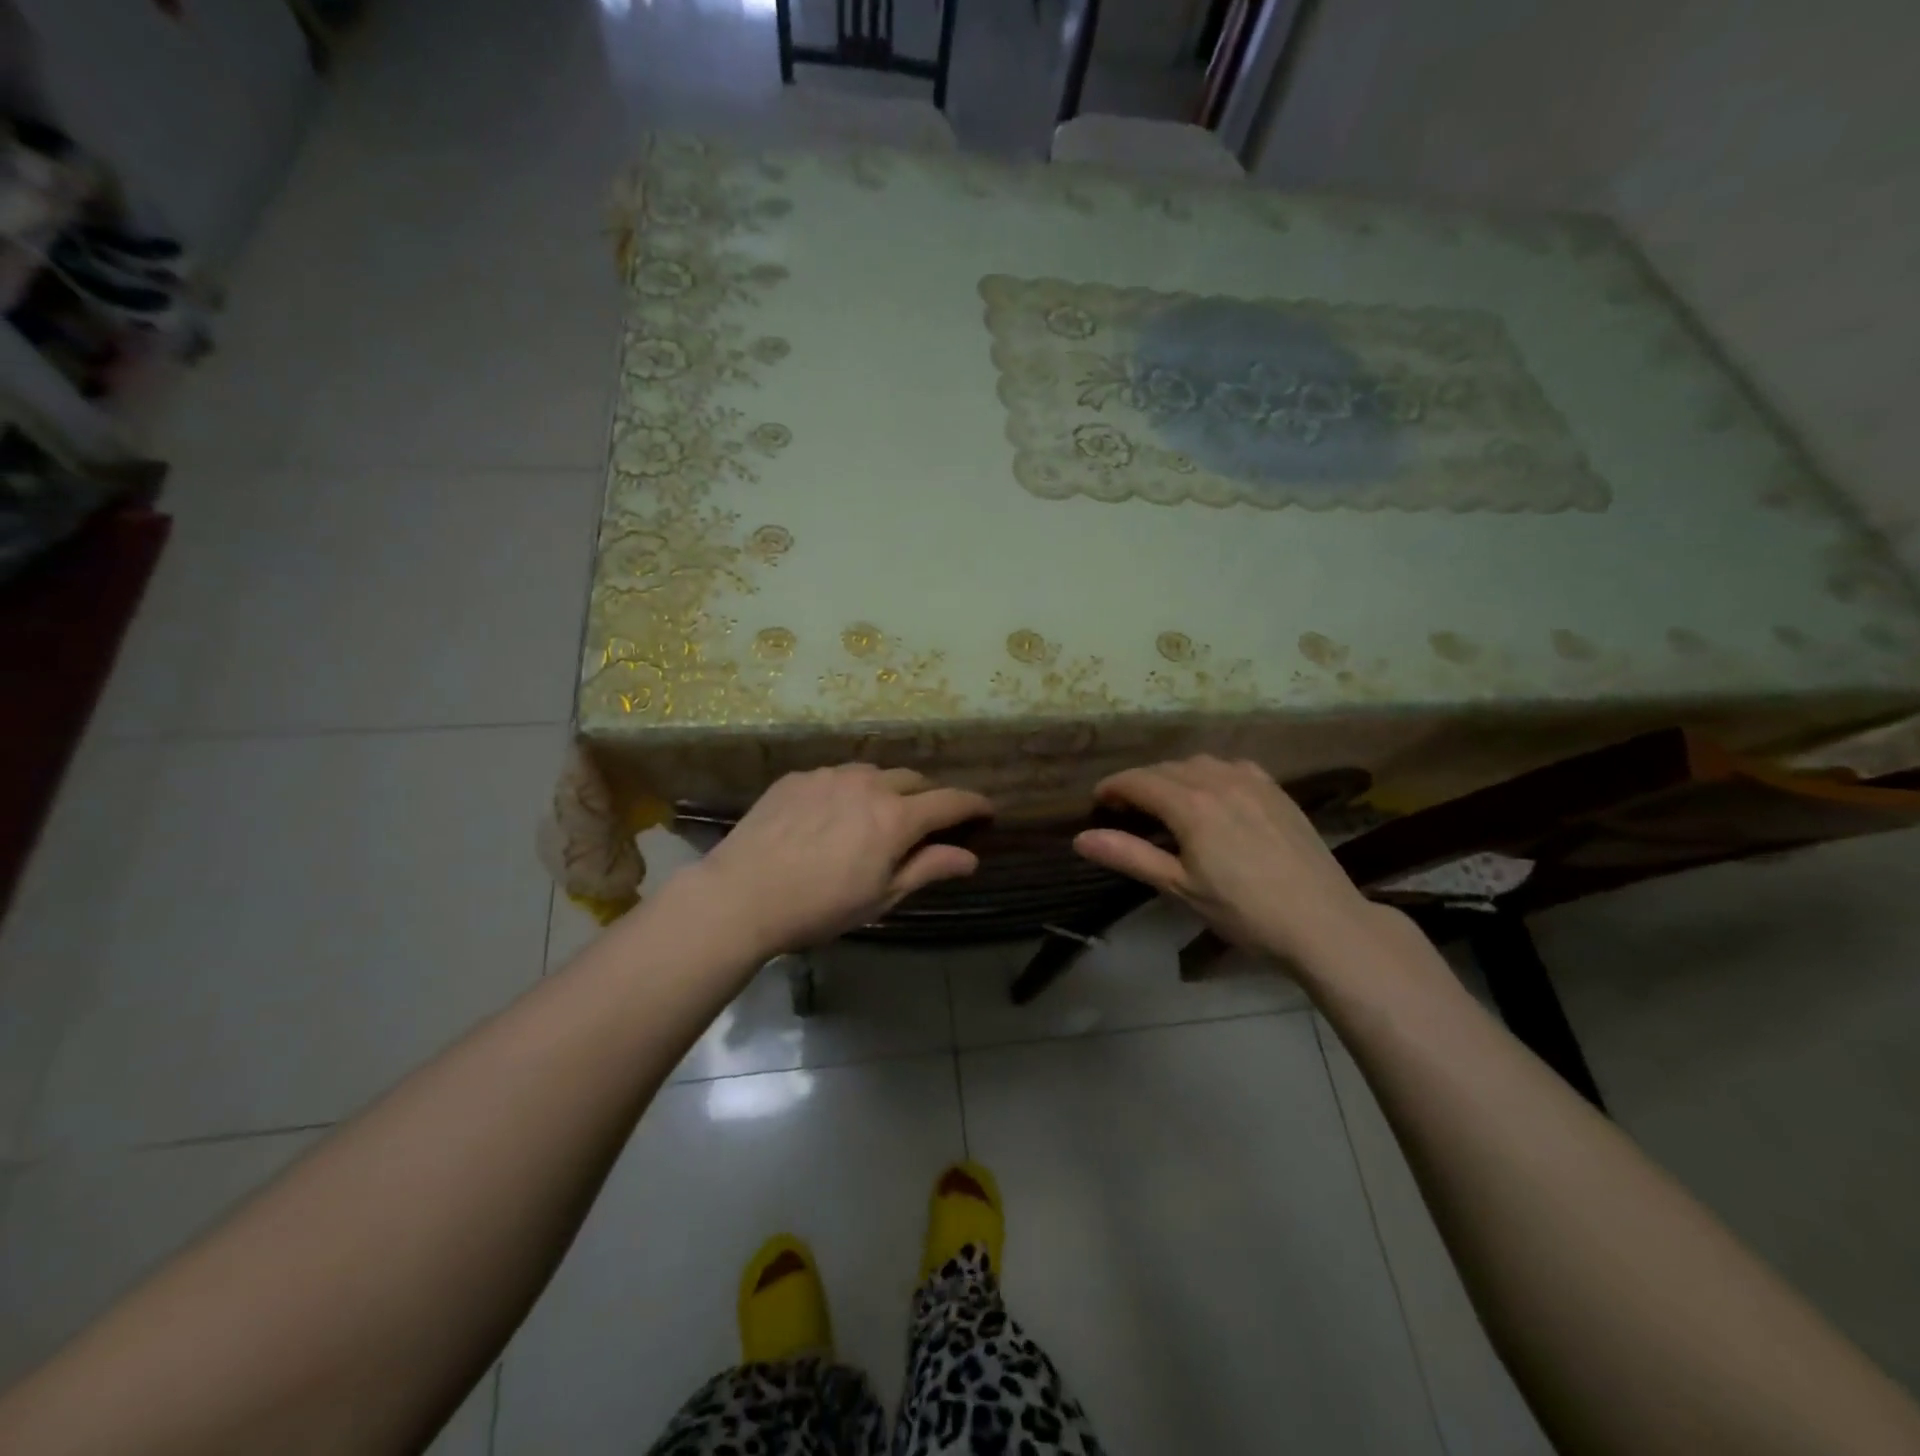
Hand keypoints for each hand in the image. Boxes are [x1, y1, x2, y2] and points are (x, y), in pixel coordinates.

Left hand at [684, 765, 992, 955]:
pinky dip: (846, 791)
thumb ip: (928, 869)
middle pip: (913, 780)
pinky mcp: (798, 777)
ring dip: (886, 790)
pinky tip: (829, 816)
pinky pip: (835, 776)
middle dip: (927, 797)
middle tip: (925, 822)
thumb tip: (970, 858)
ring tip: (875, 816)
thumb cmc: (819, 907)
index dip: (973, 804)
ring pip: (873, 773)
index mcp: (896, 818)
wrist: (741, 895)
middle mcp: (868, 784)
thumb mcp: (881, 897)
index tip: (986, 809)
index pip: (950, 801)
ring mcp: (830, 775)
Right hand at [1073, 756, 1381, 963]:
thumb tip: (1080, 838)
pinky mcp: (1277, 791)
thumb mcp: (1180, 888)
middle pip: (1166, 769)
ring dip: (1174, 775)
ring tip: (1167, 801)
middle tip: (1126, 810)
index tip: (1098, 802)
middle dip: (1141, 783)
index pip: (1138, 781)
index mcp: (1190, 805)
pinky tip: (1213, 795)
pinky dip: (1209, 774)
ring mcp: (1253, 782)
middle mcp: (1219, 781)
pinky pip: (1232, 767)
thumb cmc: (1244, 911)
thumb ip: (1129, 856)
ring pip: (1199, 763)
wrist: (1323, 922)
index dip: (1113, 788)